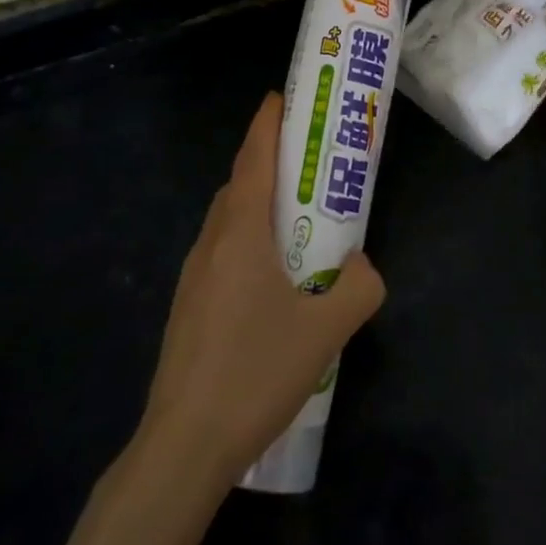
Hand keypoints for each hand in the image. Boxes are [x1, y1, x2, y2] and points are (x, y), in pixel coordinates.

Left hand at [141, 93, 385, 487]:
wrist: (183, 446)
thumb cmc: (256, 371)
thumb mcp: (327, 329)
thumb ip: (359, 287)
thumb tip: (362, 267)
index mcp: (240, 232)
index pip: (253, 157)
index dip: (267, 123)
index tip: (283, 98)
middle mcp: (211, 243)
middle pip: (240, 184)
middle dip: (270, 162)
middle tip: (309, 162)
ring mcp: (193, 276)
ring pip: (227, 220)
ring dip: (258, 203)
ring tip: (296, 218)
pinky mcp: (187, 307)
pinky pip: (221, 252)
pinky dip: (246, 239)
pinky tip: (272, 278)